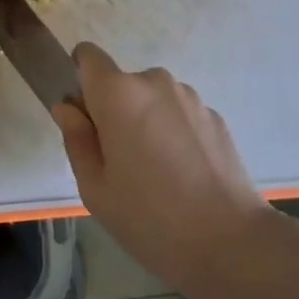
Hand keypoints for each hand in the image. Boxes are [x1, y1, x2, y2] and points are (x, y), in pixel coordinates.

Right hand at [53, 43, 274, 291]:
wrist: (231, 243)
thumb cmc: (150, 218)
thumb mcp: (95, 188)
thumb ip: (76, 139)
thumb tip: (68, 108)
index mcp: (118, 94)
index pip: (88, 56)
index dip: (80, 80)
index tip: (85, 118)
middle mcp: (155, 82)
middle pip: (121, 84)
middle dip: (115, 111)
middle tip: (119, 162)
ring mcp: (190, 98)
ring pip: (153, 100)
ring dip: (147, 122)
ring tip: (157, 174)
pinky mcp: (216, 117)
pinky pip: (180, 115)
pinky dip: (175, 134)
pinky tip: (185, 177)